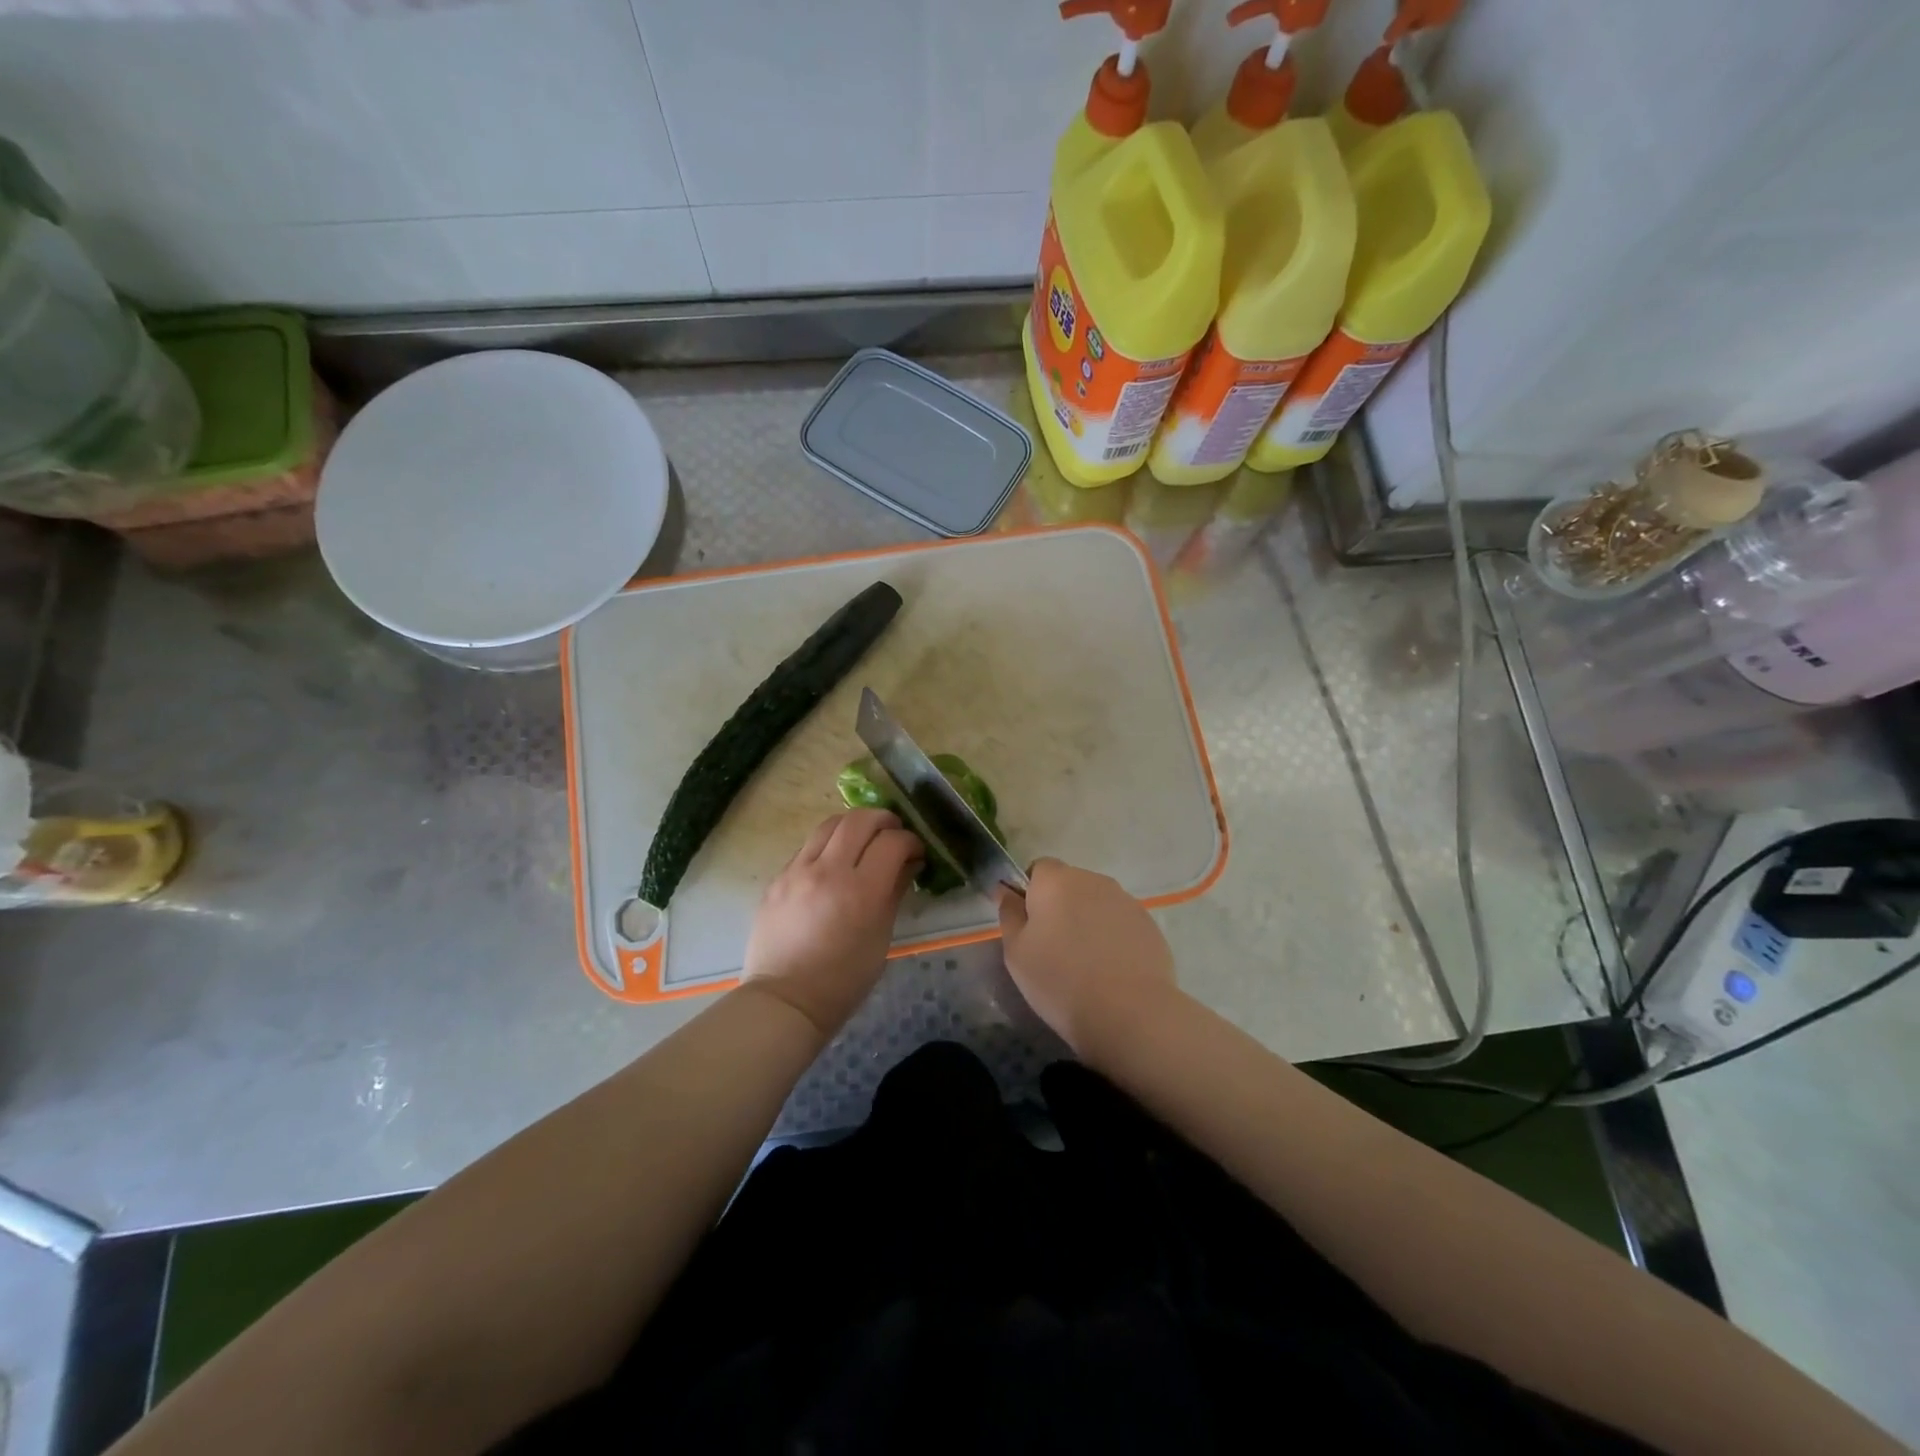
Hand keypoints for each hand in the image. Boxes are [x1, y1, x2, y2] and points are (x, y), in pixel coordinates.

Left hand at [742, 809, 922, 1036]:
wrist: (785, 1000)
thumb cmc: (844, 980)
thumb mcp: (881, 937)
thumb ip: (895, 892)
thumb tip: (908, 863)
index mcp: (861, 891)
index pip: (893, 842)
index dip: (911, 841)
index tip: (916, 852)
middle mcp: (828, 871)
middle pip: (860, 819)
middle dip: (884, 820)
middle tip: (893, 834)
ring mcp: (797, 871)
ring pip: (830, 824)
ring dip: (853, 826)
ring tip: (863, 840)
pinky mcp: (777, 878)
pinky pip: (807, 847)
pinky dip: (828, 846)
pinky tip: (833, 865)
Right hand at [996, 858, 1177, 1058]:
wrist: (1128, 1013)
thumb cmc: (1060, 980)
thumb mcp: (1016, 952)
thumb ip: (1009, 914)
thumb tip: (1006, 890)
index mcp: (1056, 881)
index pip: (1038, 868)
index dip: (1031, 892)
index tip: (1030, 925)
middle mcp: (1093, 880)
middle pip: (1070, 884)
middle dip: (1061, 907)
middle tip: (1054, 948)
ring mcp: (1126, 901)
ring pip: (1097, 903)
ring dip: (1088, 921)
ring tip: (1086, 963)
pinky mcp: (1149, 924)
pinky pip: (1120, 922)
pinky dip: (1113, 937)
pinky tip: (1111, 970)